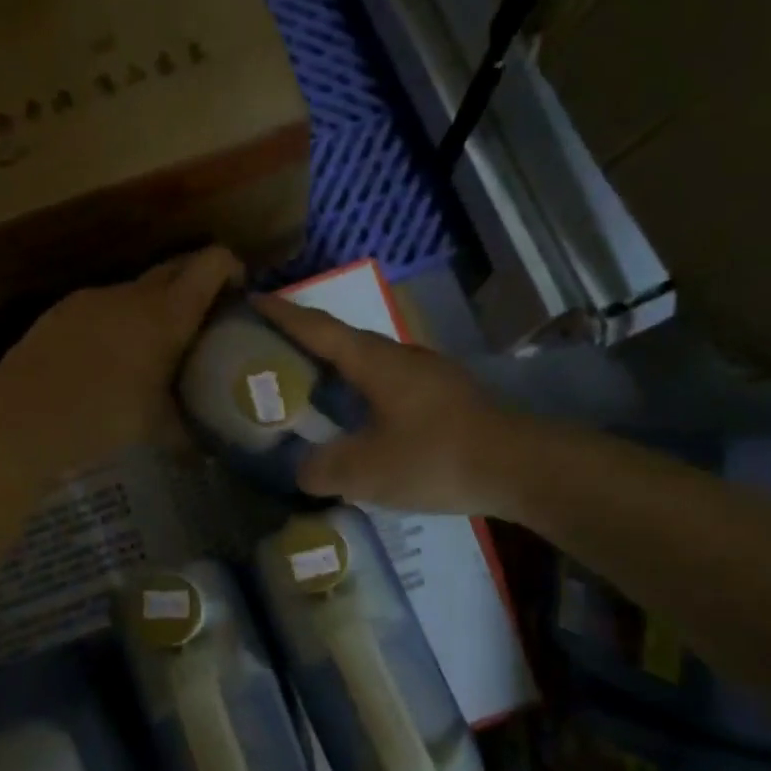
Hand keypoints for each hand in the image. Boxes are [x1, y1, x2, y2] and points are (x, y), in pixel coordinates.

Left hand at [0, 247, 245, 474]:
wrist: (23, 414)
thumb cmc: (103, 417)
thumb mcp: (158, 429)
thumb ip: (190, 432)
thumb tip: (209, 451)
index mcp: (168, 314)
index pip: (212, 263)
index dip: (232, 270)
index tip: (239, 295)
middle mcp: (134, 294)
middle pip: (178, 267)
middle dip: (198, 284)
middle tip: (207, 320)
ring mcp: (96, 297)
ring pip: (139, 289)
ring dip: (156, 306)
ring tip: (156, 346)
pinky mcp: (66, 309)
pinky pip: (107, 304)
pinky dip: (121, 319)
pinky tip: (111, 357)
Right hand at [252, 294, 519, 515]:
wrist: (519, 466)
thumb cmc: (435, 458)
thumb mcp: (367, 471)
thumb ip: (323, 470)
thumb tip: (304, 471)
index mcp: (375, 362)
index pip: (317, 328)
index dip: (281, 314)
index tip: (251, 299)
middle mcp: (399, 357)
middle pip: (342, 340)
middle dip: (304, 341)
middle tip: (270, 352)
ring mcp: (427, 374)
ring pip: (369, 364)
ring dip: (336, 369)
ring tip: (309, 388)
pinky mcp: (444, 396)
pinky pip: (388, 385)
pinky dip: (362, 392)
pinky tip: (359, 420)